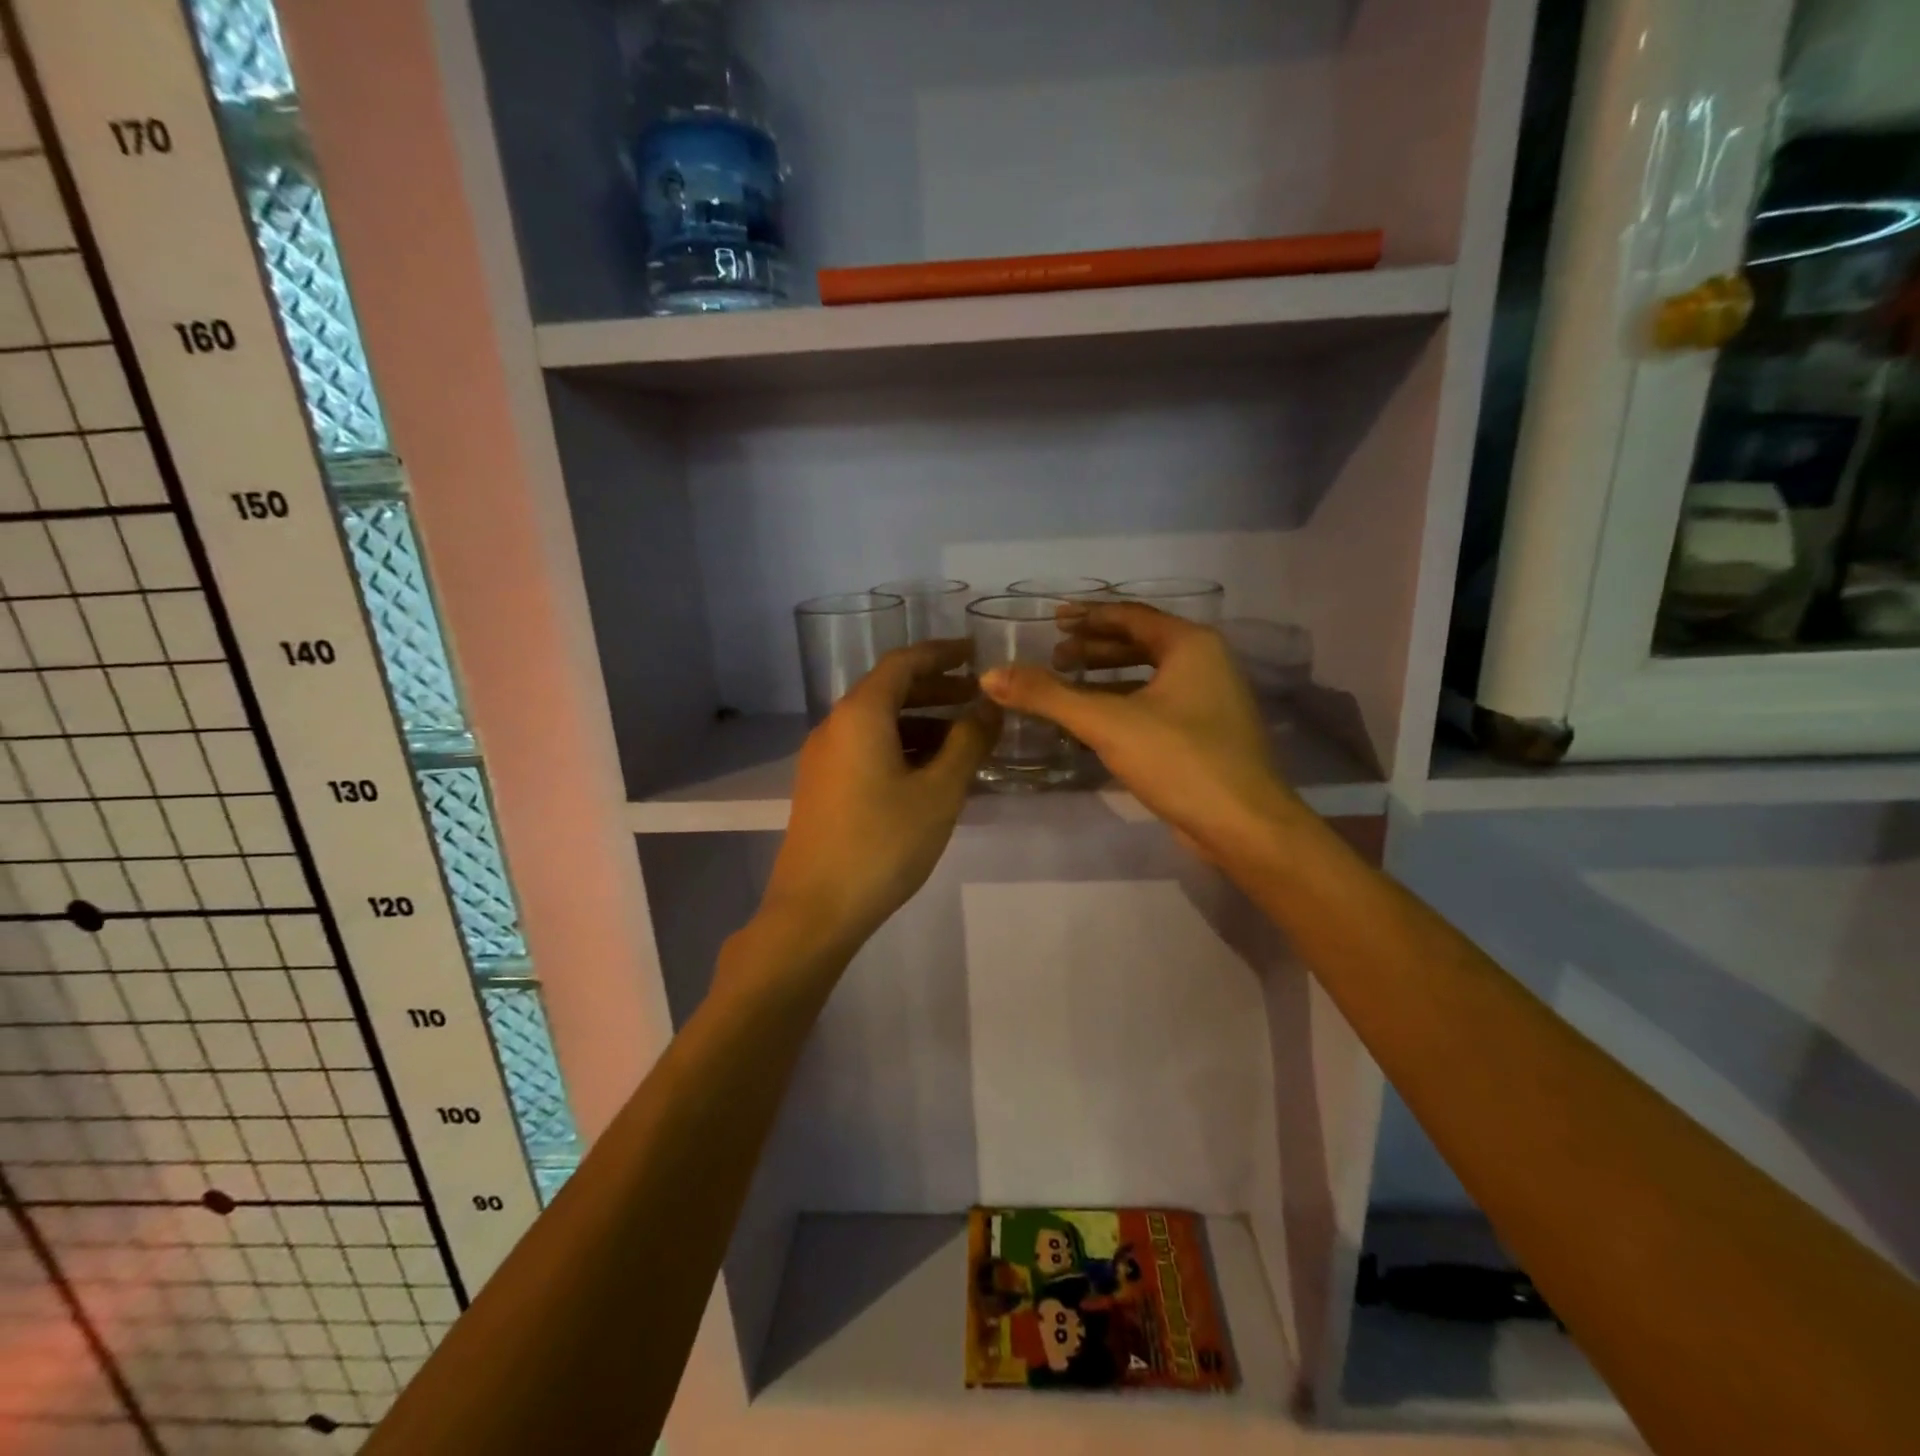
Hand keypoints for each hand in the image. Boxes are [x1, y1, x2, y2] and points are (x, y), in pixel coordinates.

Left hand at [761, 641, 995, 954]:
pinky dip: (902, 748)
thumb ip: (968, 743)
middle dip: (936, 690)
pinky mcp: (823, 787)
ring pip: (879, 724)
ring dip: (922, 723)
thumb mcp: (938, 792)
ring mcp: (824, 759)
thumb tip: (988, 708)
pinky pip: (868, 750)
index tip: (976, 653)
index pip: (903, 662)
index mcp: (860, 714)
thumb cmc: (883, 843)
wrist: (815, 909)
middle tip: (978, 698)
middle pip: (889, 691)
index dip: (942, 654)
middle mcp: (836, 726)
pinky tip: (932, 773)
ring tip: (965, 739)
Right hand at [979, 603, 1301, 868]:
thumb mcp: (1107, 723)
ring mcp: (1210, 700)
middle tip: (1055, 655)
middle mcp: (1206, 663)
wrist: (1243, 825)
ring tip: (1068, 684)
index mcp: (1190, 645)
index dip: (1088, 616)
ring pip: (1149, 675)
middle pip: (1141, 642)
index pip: (1131, 616)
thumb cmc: (1180, 759)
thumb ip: (1047, 696)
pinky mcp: (1205, 734)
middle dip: (1096, 646)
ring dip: (1107, 676)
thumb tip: (989, 676)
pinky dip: (1124, 703)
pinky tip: (1095, 721)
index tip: (1053, 620)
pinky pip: (1156, 704)